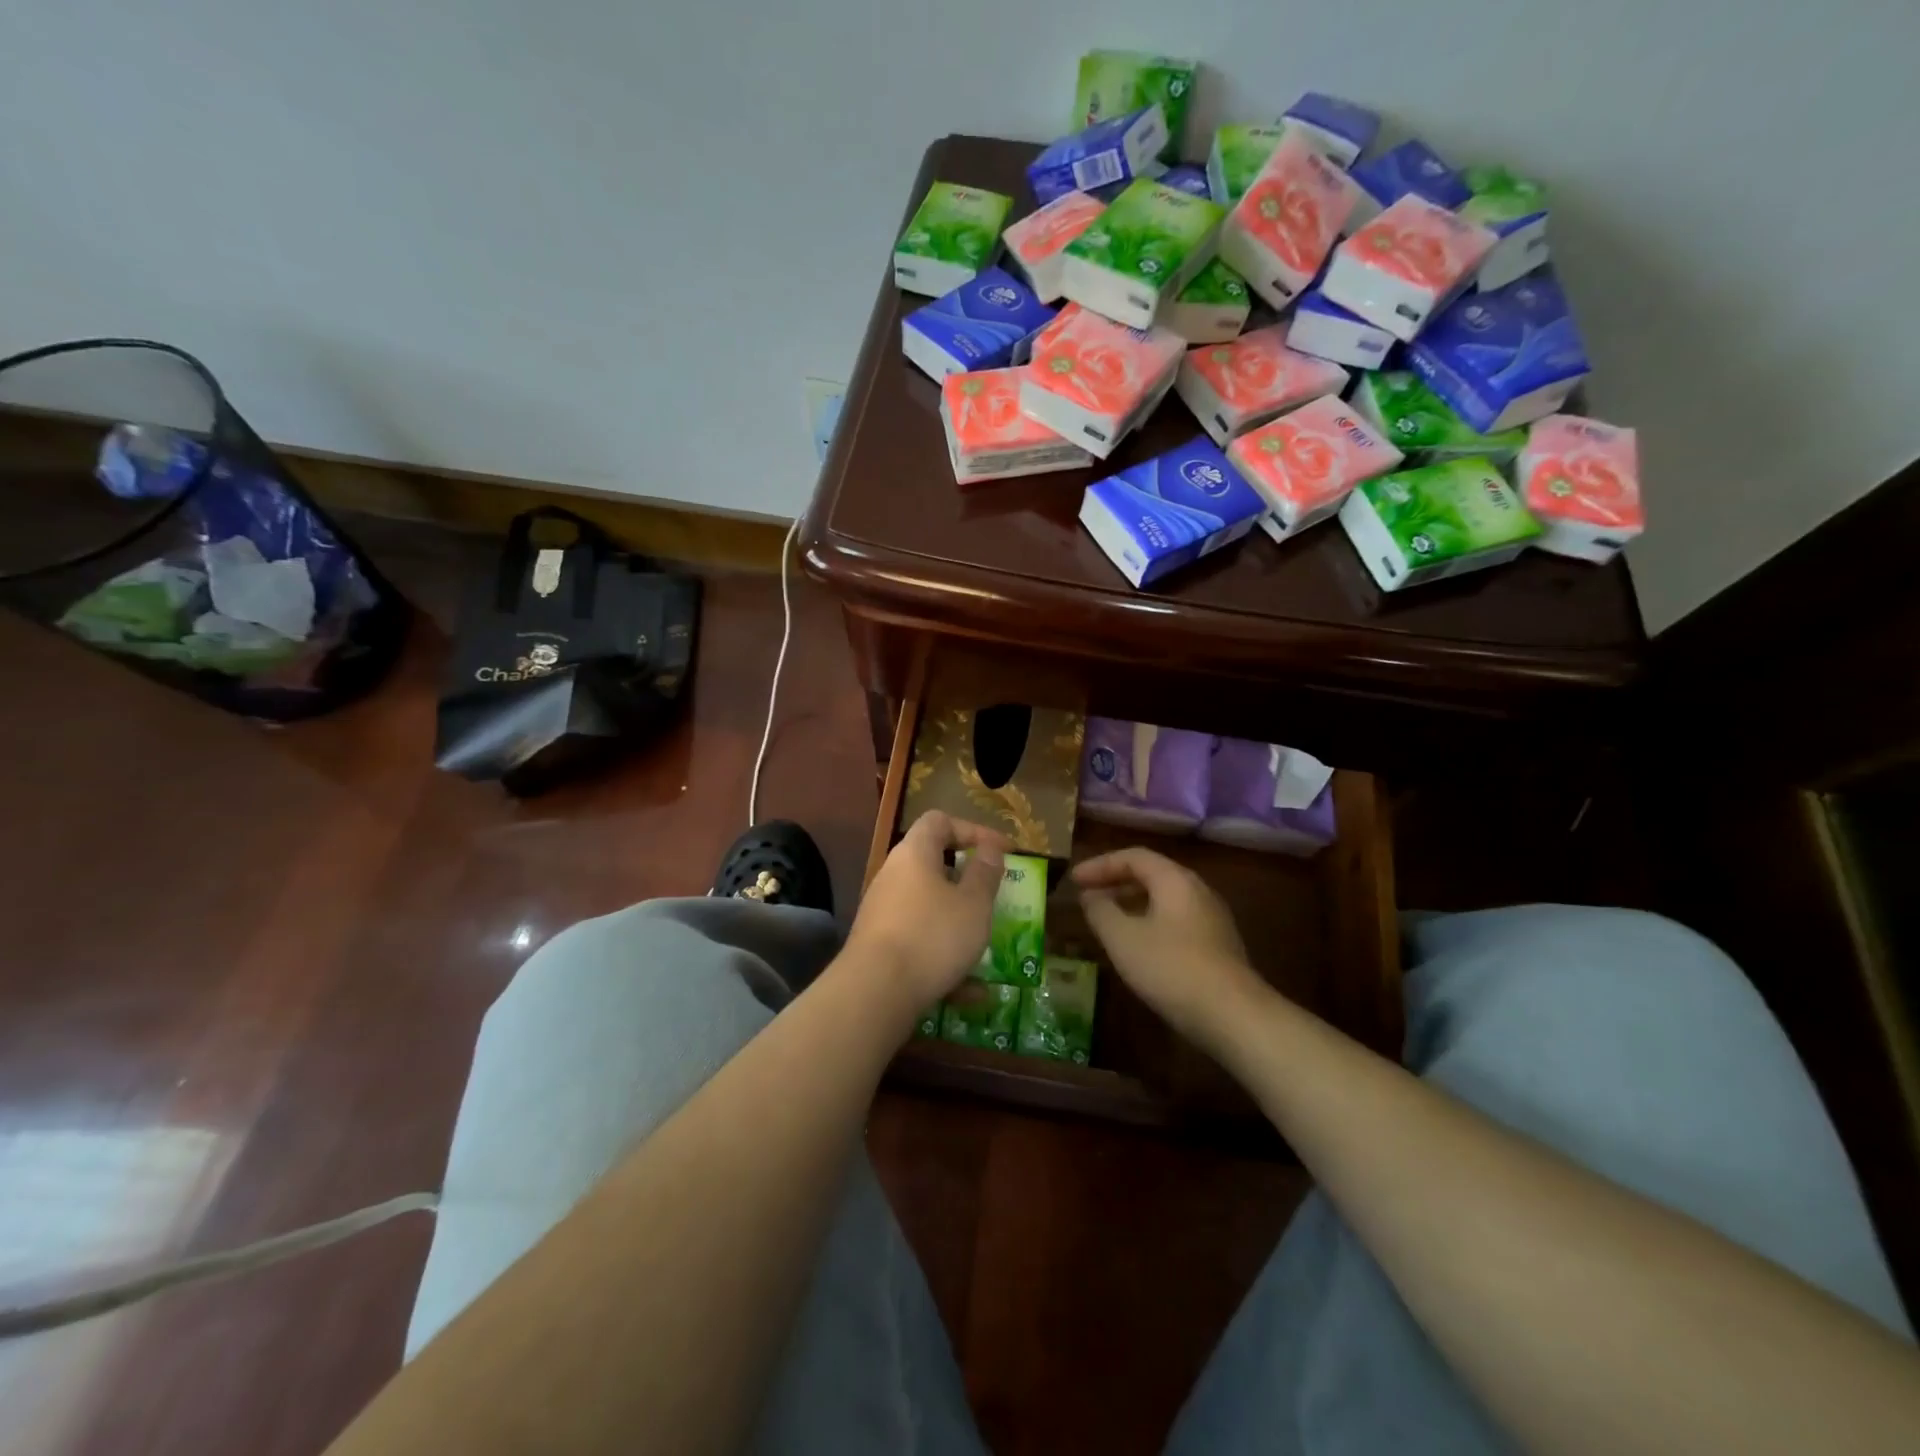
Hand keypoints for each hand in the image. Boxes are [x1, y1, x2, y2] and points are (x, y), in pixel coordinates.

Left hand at [844, 811, 1009, 1011]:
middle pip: (932, 863)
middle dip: (967, 880)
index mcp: (914, 854)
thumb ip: (985, 873)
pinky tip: (972, 992)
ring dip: (959, 922)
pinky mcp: (879, 946)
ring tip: (986, 942)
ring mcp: (883, 912)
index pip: (940, 821)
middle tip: (993, 894)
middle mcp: (893, 875)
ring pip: (929, 908)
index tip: (1003, 851)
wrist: (874, 991)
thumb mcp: (973, 903)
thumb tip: (990, 848)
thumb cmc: (932, 935)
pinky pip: (919, 941)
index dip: (974, 829)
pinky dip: (944, 957)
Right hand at [1071, 847, 1266, 1048]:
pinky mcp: (1217, 946)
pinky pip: (1175, 921)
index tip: (1073, 880)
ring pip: (1164, 900)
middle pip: (1152, 875)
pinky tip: (1136, 947)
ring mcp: (1212, 919)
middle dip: (1115, 883)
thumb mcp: (1122, 938)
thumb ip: (1101, 911)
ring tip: (1106, 921)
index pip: (1133, 857)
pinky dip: (1149, 923)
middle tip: (1087, 897)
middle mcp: (1197, 890)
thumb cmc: (1170, 967)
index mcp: (1175, 880)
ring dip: (1131, 904)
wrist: (1233, 1015)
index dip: (1100, 865)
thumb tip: (1090, 896)